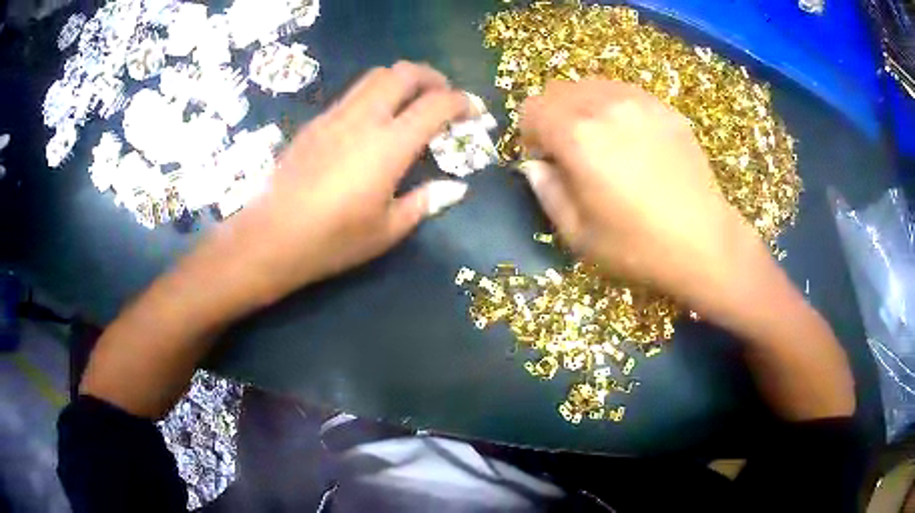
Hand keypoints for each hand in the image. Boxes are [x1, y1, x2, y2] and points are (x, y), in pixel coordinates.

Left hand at [211, 61, 472, 304]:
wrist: (270, 238)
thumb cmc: (332, 240)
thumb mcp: (387, 230)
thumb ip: (425, 202)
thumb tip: (455, 187)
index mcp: (389, 145)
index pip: (435, 105)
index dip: (462, 102)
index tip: (474, 111)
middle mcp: (363, 119)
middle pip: (402, 73)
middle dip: (431, 77)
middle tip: (443, 97)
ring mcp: (334, 117)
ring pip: (374, 77)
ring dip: (401, 81)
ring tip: (411, 103)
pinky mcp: (315, 124)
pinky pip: (352, 95)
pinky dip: (375, 95)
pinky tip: (374, 123)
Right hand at [518, 79, 762, 309]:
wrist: (703, 243)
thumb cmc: (638, 247)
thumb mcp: (578, 234)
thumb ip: (547, 191)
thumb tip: (536, 164)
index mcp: (578, 136)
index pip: (532, 108)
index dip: (530, 135)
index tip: (547, 161)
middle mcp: (605, 106)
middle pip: (558, 90)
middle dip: (553, 117)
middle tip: (571, 152)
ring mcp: (640, 102)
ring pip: (591, 85)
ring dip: (583, 108)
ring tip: (602, 143)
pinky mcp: (665, 108)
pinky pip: (624, 92)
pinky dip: (613, 107)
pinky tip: (631, 140)